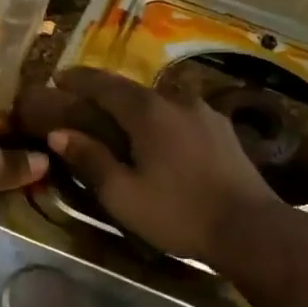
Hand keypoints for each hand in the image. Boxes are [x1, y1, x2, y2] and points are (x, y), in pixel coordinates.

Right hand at [43, 67, 283, 261]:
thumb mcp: (123, 194)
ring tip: (122, 125)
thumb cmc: (179, 212)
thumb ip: (90, 160)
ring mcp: (204, 112)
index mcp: (147, 111)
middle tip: (84, 105)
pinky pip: (181, 116)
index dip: (78, 79)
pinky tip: (161, 140)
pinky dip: (162, 121)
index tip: (58, 78)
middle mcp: (176, 100)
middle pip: (132, 90)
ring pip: (160, 102)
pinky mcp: (222, 130)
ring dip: (136, 108)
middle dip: (105, 94)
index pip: (104, 84)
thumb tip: (59, 134)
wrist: (250, 228)